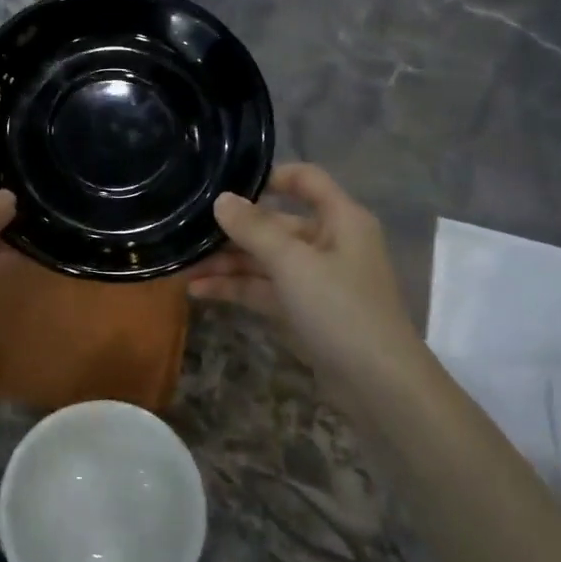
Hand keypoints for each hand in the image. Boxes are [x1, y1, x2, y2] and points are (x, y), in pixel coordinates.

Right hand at [185, 163, 424, 390]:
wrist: (377, 384)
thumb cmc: (341, 308)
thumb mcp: (293, 263)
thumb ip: (254, 229)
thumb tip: (221, 199)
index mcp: (340, 219)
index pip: (305, 179)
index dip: (269, 176)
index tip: (226, 185)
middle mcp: (329, 242)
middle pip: (275, 224)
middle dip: (233, 230)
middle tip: (187, 231)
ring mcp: (315, 278)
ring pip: (265, 259)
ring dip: (227, 262)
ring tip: (182, 266)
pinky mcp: (303, 309)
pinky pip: (265, 289)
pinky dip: (236, 288)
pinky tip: (199, 290)